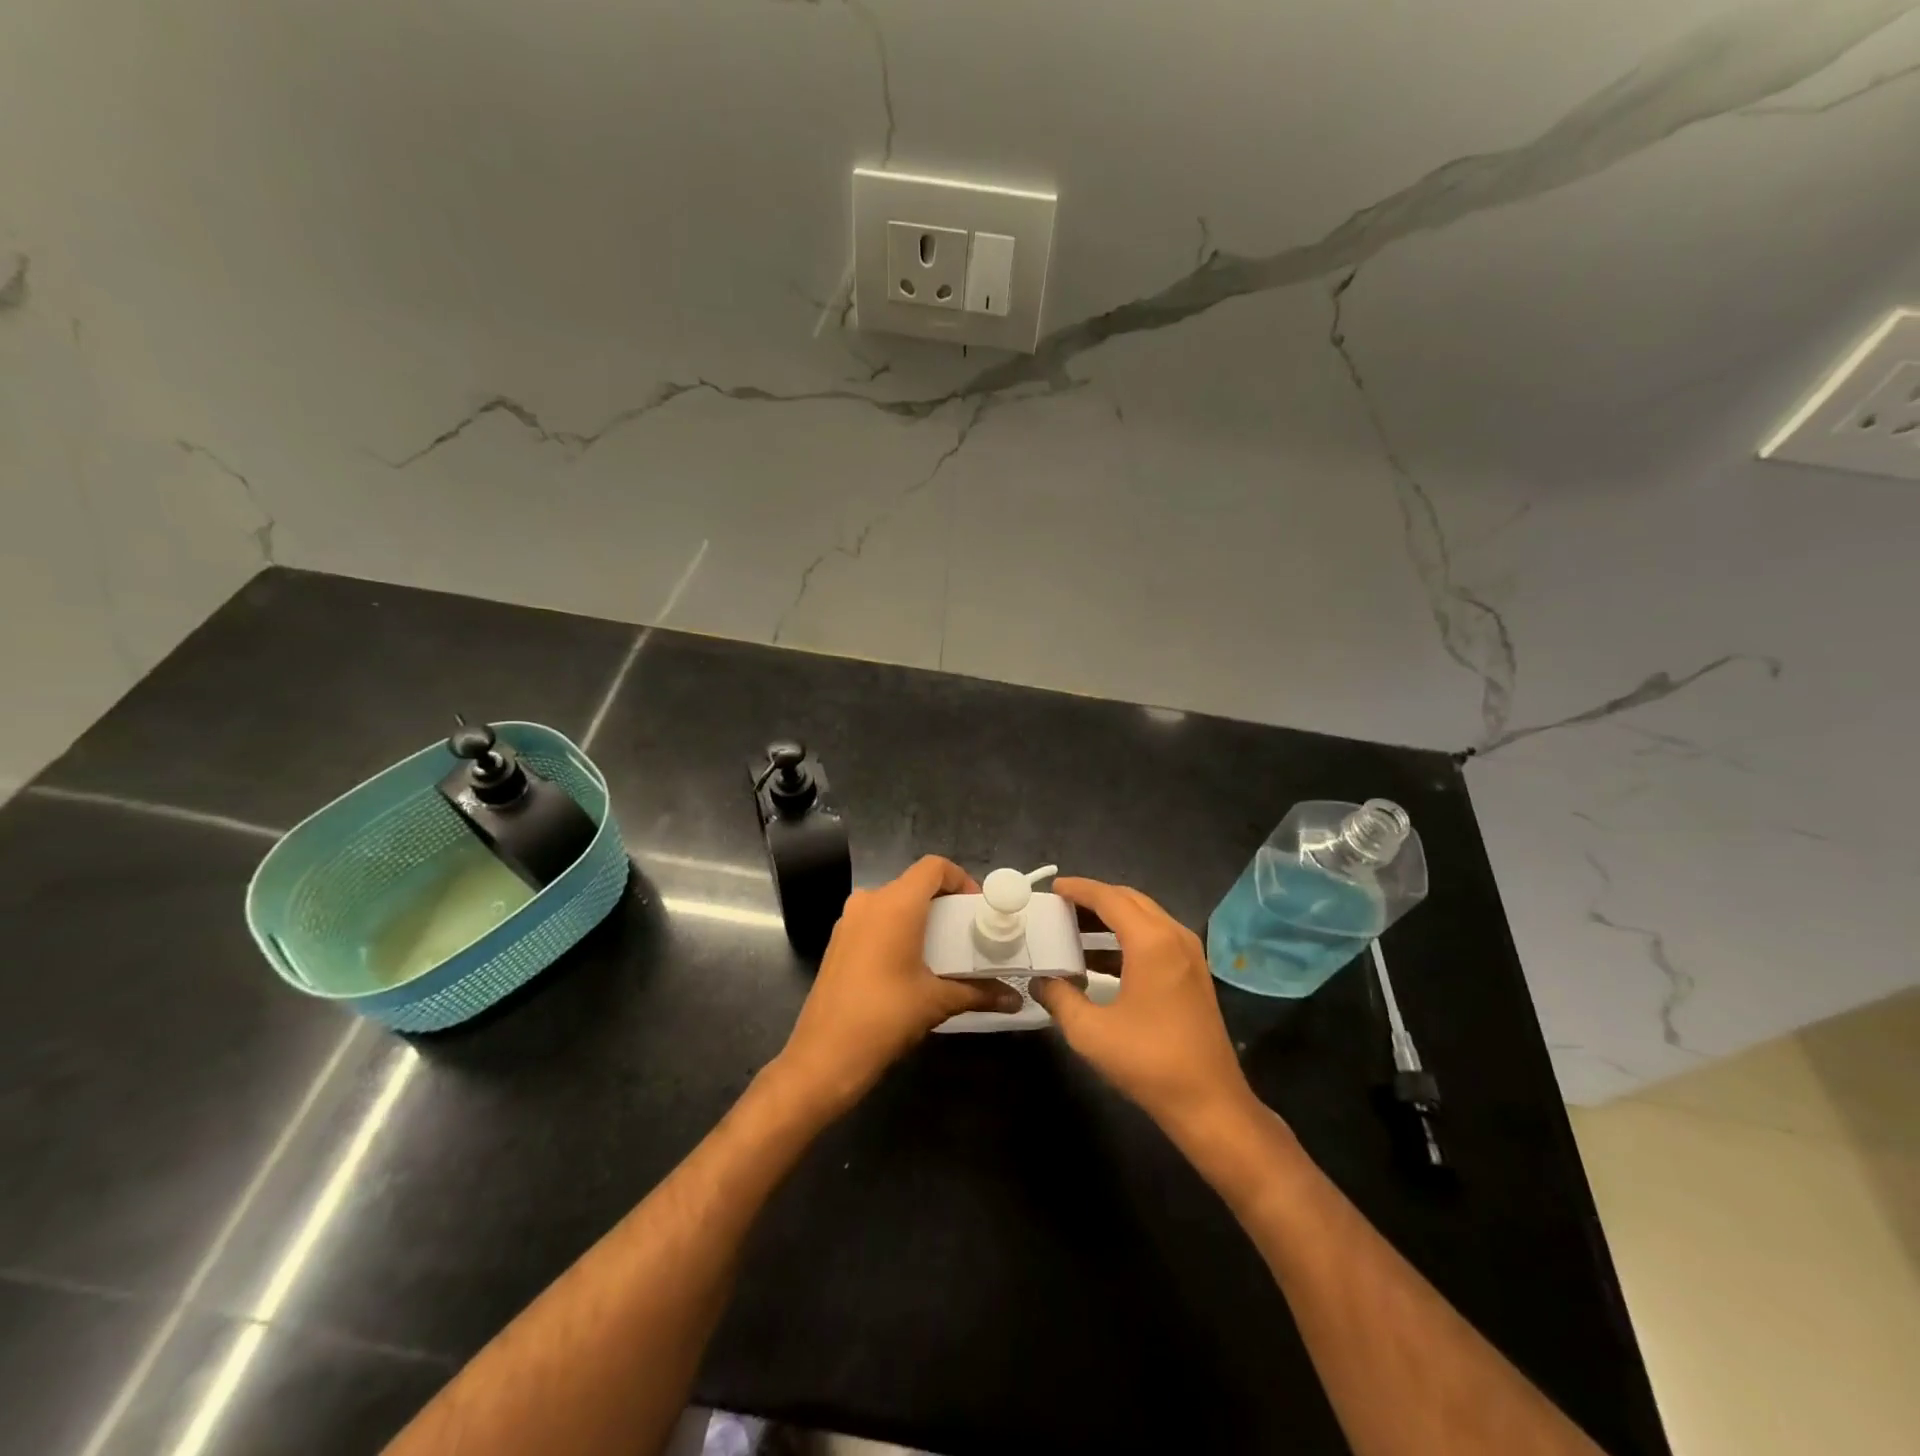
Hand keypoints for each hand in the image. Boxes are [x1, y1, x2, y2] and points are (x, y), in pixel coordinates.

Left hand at [775, 855, 1020, 1115]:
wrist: (824, 1056)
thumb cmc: (886, 1017)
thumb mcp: (938, 1002)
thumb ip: (979, 992)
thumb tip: (1016, 999)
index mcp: (896, 904)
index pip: (934, 867)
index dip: (961, 879)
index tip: (977, 909)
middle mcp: (870, 902)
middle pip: (914, 884)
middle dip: (944, 902)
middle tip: (967, 931)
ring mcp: (849, 921)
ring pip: (893, 902)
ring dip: (920, 917)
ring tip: (943, 949)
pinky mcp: (838, 941)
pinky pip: (875, 921)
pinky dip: (897, 930)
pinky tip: (911, 963)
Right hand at [1030, 878, 1255, 1133]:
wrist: (1209, 1103)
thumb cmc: (1148, 1062)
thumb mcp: (1090, 1031)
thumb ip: (1059, 998)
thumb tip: (1040, 982)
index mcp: (1151, 941)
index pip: (1109, 898)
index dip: (1078, 889)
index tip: (1052, 888)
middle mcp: (1174, 937)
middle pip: (1130, 900)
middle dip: (1094, 899)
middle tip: (1060, 907)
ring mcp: (1189, 954)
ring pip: (1145, 918)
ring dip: (1111, 918)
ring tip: (1074, 929)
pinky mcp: (1193, 973)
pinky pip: (1156, 938)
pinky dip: (1127, 938)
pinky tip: (1100, 960)